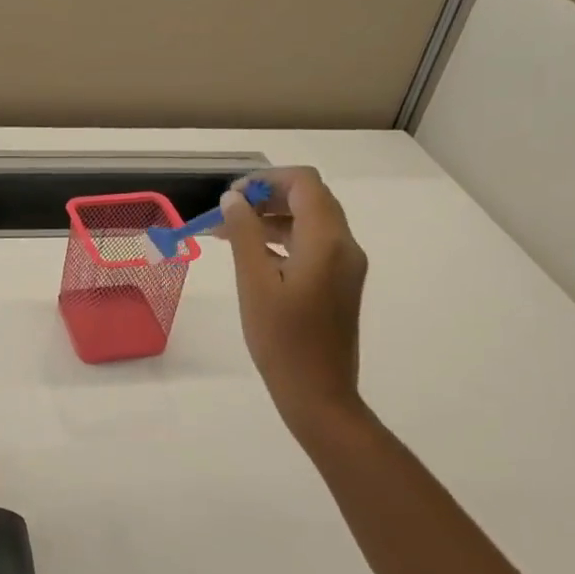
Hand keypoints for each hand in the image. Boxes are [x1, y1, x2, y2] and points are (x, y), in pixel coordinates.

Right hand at [219, 168, 371, 436]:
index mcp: (327, 241)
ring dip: (273, 217)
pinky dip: (284, 238)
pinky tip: (253, 254)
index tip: (233, 196)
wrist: (319, 394)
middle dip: (268, 196)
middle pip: (310, 198)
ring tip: (230, 232)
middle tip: (228, 211)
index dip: (267, 179)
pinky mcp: (340, 282)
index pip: (304, 183)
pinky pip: (313, 244)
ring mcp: (346, 265)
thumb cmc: (281, 340)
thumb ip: (245, 234)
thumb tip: (234, 199)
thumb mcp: (255, 283)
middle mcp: (345, 245)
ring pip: (311, 221)